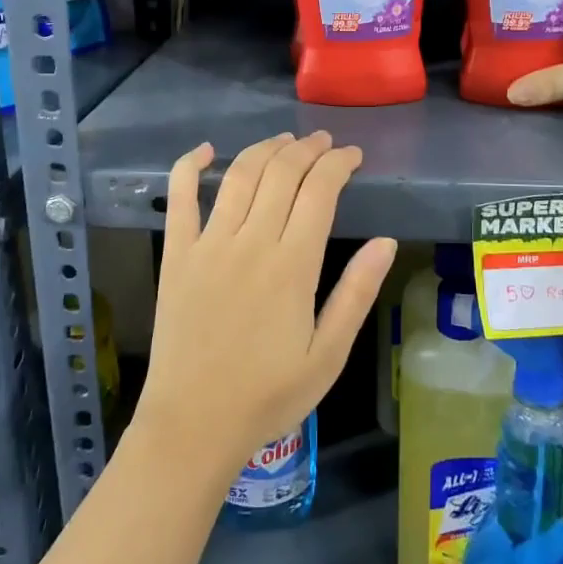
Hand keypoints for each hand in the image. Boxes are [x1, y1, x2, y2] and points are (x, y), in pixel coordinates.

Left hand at [137, 131, 395, 484]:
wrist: (193, 423)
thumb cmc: (268, 395)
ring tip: (285, 140)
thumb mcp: (328, 355)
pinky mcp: (176, 255)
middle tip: (324, 142)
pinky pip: (179, 198)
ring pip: (239, 176)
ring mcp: (208, 245)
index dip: (338, 164)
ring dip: (265, 149)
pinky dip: (189, 167)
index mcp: (292, 266)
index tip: (352, 156)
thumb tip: (386, 241)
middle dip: (307, 149)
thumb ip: (356, 293)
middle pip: (282, 173)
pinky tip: (205, 150)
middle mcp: (250, 242)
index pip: (320, 191)